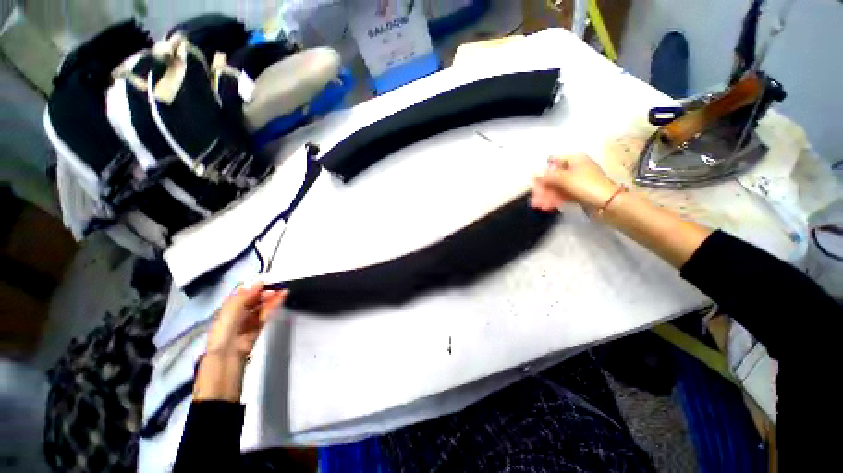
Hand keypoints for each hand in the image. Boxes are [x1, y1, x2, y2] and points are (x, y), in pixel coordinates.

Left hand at [206, 282, 287, 356]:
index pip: (242, 295)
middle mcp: (238, 313)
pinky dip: (273, 306)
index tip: (265, 281)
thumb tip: (260, 281)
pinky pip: (266, 314)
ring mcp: (249, 321)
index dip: (253, 288)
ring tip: (284, 291)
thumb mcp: (232, 309)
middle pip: (253, 300)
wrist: (228, 353)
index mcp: (229, 308)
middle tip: (276, 287)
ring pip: (261, 306)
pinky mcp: (258, 327)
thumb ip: (246, 295)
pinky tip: (280, 299)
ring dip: (272, 298)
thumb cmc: (226, 329)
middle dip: (265, 293)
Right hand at [530, 153, 619, 211]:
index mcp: (574, 159)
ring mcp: (577, 181)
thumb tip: (534, 174)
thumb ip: (547, 176)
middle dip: (543, 188)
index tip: (534, 183)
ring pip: (557, 187)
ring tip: (539, 206)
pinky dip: (555, 199)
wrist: (608, 202)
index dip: (542, 172)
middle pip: (553, 176)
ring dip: (547, 196)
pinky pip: (563, 194)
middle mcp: (575, 168)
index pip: (553, 161)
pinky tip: (548, 207)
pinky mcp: (579, 192)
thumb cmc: (586, 185)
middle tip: (535, 200)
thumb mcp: (564, 178)